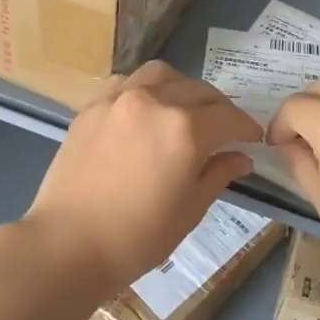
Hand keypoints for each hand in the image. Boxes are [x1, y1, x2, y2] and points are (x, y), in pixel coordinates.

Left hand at [26, 61, 261, 291]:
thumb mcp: (189, 210)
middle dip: (219, 109)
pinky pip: (128, 82)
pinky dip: (147, 89)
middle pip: (200, 91)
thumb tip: (241, 157)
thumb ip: (218, 174)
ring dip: (183, 88)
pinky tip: (146, 111)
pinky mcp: (93, 105)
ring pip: (163, 75)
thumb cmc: (136, 237)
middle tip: (223, 130)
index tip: (252, 139)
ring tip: (184, 111)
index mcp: (185, 130)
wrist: (67, 244)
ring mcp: (120, 98)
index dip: (246, 127)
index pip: (229, 117)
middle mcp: (155, 102)